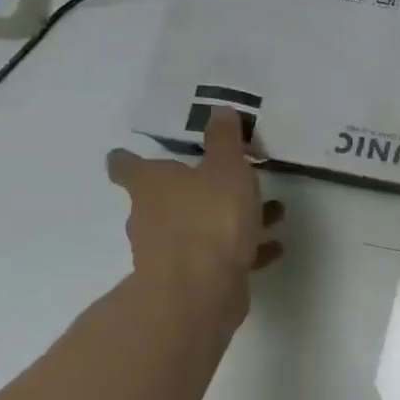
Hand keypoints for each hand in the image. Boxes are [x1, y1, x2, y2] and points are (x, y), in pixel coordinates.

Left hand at [106, 108, 283, 312]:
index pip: (127, 165)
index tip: (136, 154)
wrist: (200, 290)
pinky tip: (272, 247)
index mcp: (151, 183)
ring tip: (272, 213)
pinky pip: (219, 256)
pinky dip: (243, 250)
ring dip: (228, 219)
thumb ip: (225, 140)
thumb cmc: (209, 218)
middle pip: (166, 197)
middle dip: (197, 189)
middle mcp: (150, 216)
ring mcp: (167, 252)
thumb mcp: (226, 168)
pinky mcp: (191, 279)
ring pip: (199, 227)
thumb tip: (219, 109)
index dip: (130, 159)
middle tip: (231, 179)